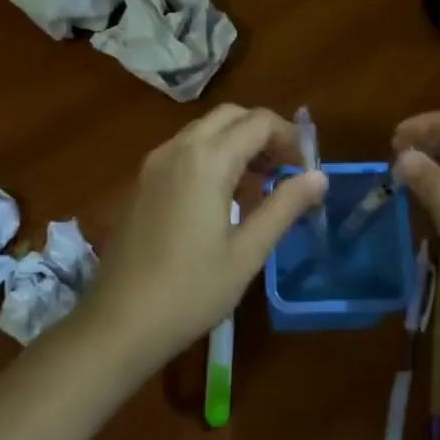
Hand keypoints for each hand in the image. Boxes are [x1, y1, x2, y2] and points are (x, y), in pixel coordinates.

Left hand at [89, 105, 326, 366]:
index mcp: (206, 160)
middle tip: (285, 170)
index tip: (306, 169)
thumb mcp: (248, 252)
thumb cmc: (191, 290)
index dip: (290, 137)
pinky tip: (221, 197)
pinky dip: (211, 155)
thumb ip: (285, 206)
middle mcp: (178, 149)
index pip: (259, 122)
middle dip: (262, 133)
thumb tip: (319, 176)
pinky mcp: (141, 182)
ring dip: (236, 142)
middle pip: (230, 116)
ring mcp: (154, 164)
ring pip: (204, 130)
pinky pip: (183, 150)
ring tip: (259, 183)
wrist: (119, 323)